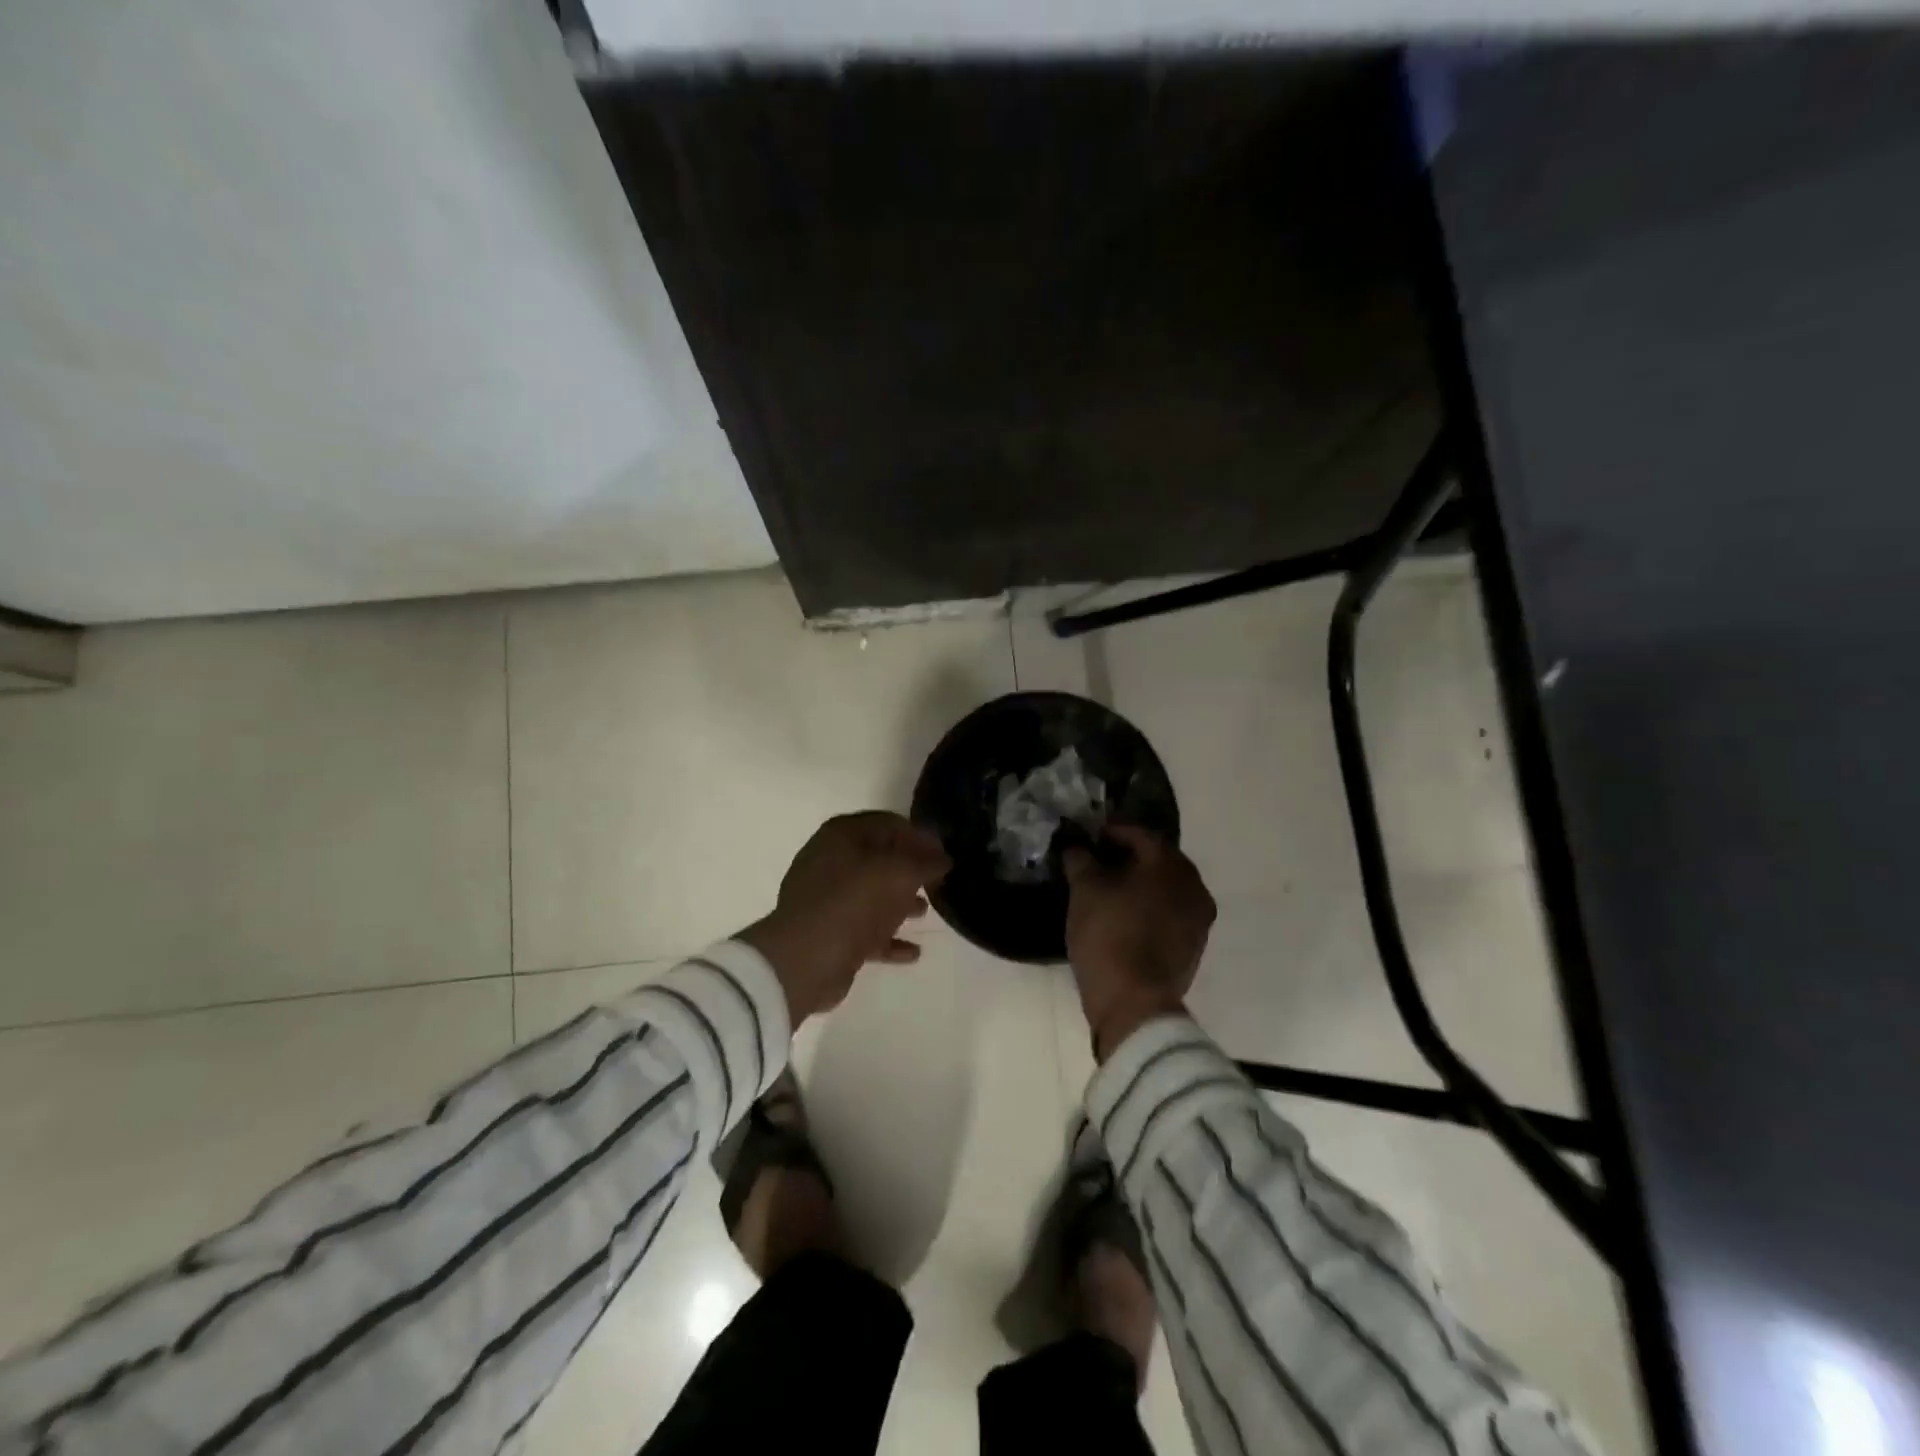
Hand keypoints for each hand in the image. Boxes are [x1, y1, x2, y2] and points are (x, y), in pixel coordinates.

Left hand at [737, 811, 951, 1024]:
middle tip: (937, 882)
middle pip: (879, 859)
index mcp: (843, 834)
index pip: (889, 824)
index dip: (919, 836)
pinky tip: (913, 952)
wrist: (807, 958)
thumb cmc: (855, 901)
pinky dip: (888, 937)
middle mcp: (830, 860)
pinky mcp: (828, 932)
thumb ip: (927, 862)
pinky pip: (865, 930)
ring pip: (871, 894)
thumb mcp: (901, 873)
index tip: (944, 853)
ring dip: (900, 903)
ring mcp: (826, 898)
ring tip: (926, 912)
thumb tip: (943, 858)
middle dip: (910, 870)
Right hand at [1063, 826, 1216, 1060]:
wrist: (1134, 1004)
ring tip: (1109, 887)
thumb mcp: (1084, 890)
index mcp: (1171, 865)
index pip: (1141, 834)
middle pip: (1158, 859)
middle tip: (1099, 858)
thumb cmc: (1109, 935)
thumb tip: (1075, 844)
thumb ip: (1080, 858)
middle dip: (1129, 855)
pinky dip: (1150, 905)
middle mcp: (1194, 886)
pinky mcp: (1194, 945)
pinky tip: (1125, 913)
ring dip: (1140, 881)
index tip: (1090, 835)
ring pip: (1166, 887)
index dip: (1113, 831)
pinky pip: (1170, 911)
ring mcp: (1198, 918)